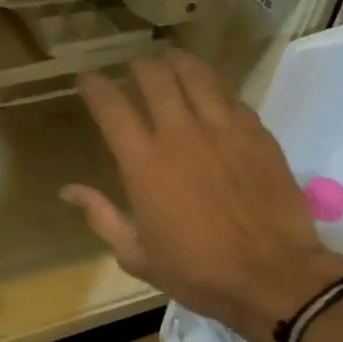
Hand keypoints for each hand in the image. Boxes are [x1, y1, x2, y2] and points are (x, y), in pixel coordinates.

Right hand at [62, 53, 342, 341]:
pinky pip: (229, 94)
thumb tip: (69, 189)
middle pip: (153, 76)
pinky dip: (212, 87)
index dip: (95, 86)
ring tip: (170, 65)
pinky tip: (210, 94)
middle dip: (137, 68)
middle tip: (134, 73)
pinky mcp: (256, 132)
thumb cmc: (198, 271)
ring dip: (176, 64)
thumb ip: (101, 216)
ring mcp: (222, 128)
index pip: (111, 106)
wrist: (273, 277)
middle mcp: (180, 134)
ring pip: (194, 73)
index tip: (88, 79)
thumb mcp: (137, 256)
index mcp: (143, 163)